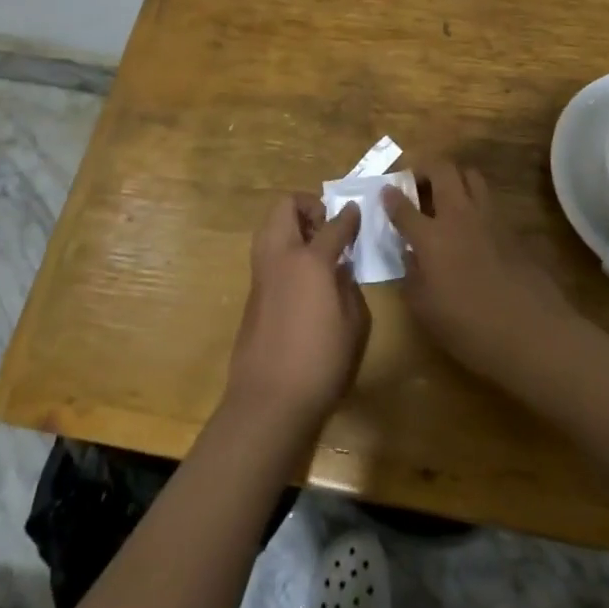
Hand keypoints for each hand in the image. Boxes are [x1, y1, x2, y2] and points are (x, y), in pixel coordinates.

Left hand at [225, 195, 370, 431]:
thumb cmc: (321, 362)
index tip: (357, 211)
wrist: (269, 401)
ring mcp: (261, 273)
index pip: (333, 224)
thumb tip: (341, 270)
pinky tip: (303, 275)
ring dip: (291, 224)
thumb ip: (349, 287)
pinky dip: (283, 248)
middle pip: (286, 207)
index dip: (349, 216)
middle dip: (307, 206)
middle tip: (327, 226)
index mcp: (310, 260)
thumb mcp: (354, 324)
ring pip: (269, 226)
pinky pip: (266, 252)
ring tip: (315, 248)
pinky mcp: (252, 293)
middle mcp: (280, 257)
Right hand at [382, 162, 574, 386]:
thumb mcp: (425, 311)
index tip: (386, 191)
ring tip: (445, 195)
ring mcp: (489, 218)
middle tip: (416, 183)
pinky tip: (471, 223)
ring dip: (453, 177)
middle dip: (424, 169)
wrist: (532, 332)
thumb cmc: (470, 328)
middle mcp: (459, 216)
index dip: (391, 196)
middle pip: (442, 170)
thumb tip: (410, 255)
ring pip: (470, 175)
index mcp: (431, 237)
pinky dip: (474, 200)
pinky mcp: (511, 228)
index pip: (403, 206)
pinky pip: (488, 199)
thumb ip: (411, 276)